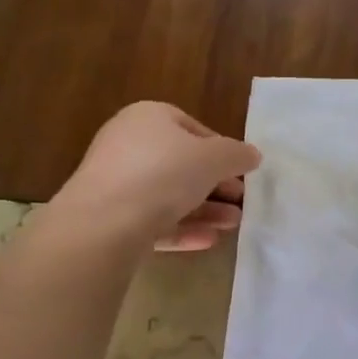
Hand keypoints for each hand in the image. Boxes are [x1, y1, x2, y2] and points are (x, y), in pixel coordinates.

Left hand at [61, 102, 261, 251]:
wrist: (104, 221)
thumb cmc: (164, 172)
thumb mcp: (213, 158)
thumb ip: (237, 154)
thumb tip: (252, 155)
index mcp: (148, 117)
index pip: (192, 128)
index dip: (220, 149)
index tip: (240, 171)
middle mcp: (127, 144)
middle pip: (181, 164)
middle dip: (215, 184)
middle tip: (241, 201)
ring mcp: (116, 183)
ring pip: (168, 195)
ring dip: (204, 209)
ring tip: (233, 224)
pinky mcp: (110, 218)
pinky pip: (153, 220)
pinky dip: (181, 228)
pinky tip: (208, 241)